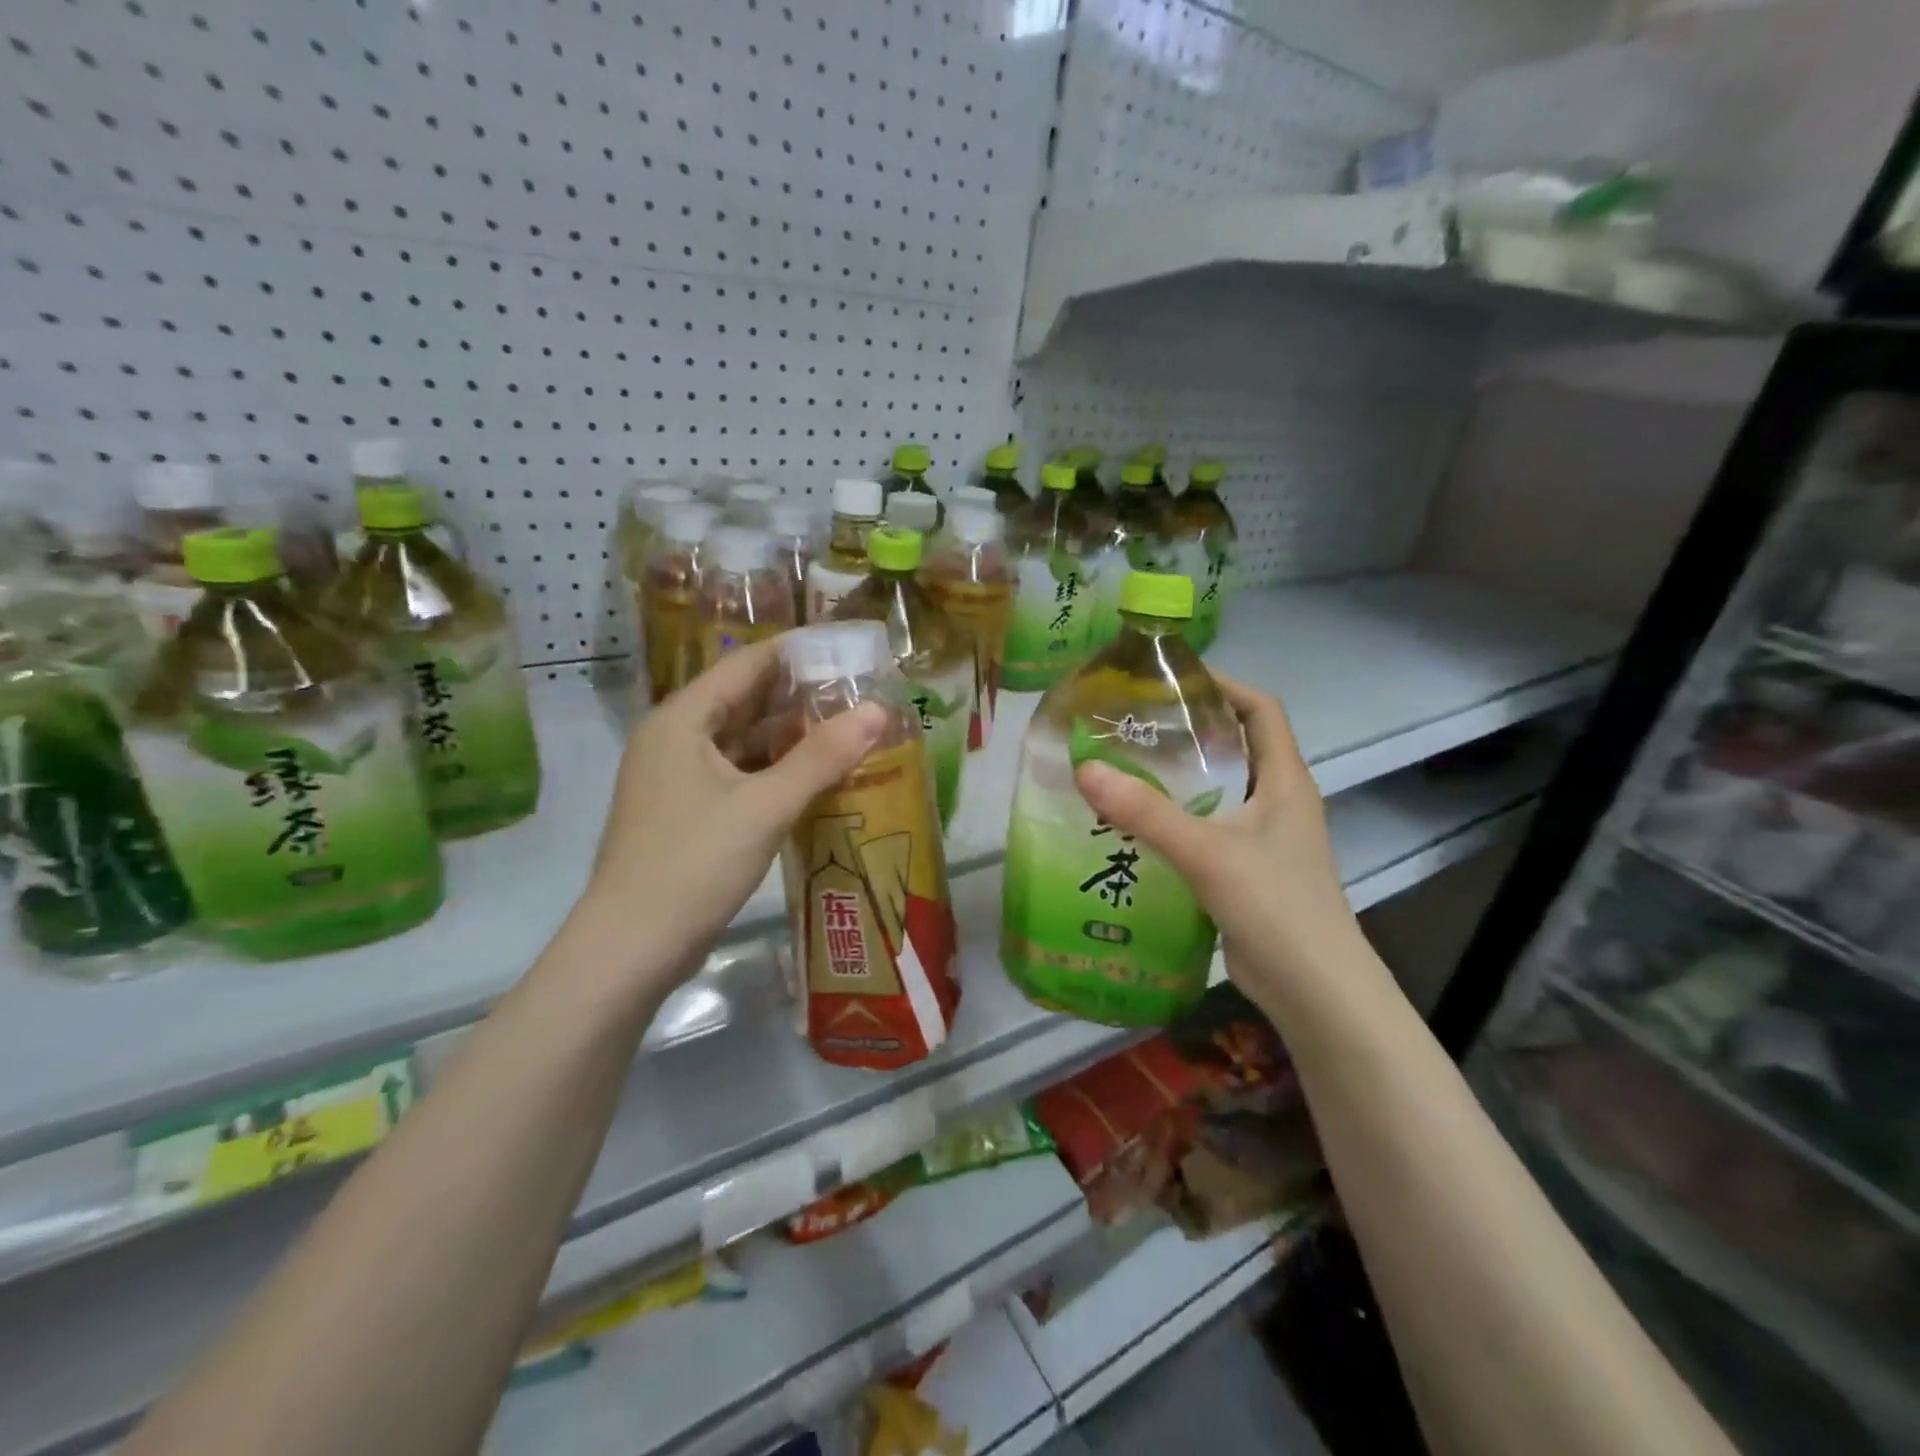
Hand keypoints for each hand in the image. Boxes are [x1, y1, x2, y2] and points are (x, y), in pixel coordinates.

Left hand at [580, 638, 886, 985]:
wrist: (631, 949)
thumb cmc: (694, 864)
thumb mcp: (765, 806)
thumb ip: (822, 757)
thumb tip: (877, 710)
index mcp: (682, 720)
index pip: (746, 665)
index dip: (797, 655)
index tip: (848, 653)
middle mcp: (675, 739)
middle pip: (746, 702)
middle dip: (801, 699)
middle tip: (860, 695)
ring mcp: (678, 778)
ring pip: (744, 743)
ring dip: (792, 739)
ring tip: (850, 733)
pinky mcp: (688, 813)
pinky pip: (739, 776)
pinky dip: (776, 773)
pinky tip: (817, 779)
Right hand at [1073, 678, 1365, 1010]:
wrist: (1314, 990)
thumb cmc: (1275, 905)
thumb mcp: (1207, 851)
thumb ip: (1146, 812)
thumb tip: (1085, 769)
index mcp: (1284, 780)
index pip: (1262, 710)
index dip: (1224, 685)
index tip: (1173, 680)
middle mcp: (1278, 801)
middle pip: (1234, 747)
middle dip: (1187, 732)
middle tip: (1131, 726)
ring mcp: (1264, 838)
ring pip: (1218, 791)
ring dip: (1177, 779)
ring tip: (1123, 770)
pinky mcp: (1247, 870)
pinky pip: (1207, 829)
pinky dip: (1175, 820)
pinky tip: (1134, 828)